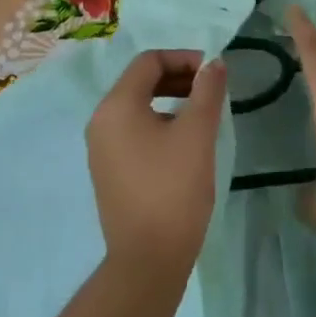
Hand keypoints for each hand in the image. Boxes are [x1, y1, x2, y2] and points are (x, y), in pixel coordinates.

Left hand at [86, 49, 227, 278]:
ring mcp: (101, 148)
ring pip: (137, 107)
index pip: (149, 61)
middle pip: (140, 81)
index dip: (184, 58)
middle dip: (178, 78)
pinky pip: (133, 131)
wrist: (148, 258)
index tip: (214, 73)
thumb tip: (214, 63)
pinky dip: (158, 123)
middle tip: (211, 91)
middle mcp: (101, 121)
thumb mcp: (197, 134)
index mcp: (116, 106)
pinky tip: (183, 142)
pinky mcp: (108, 170)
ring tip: (202, 114)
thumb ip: (207, 91)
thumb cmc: (174, 189)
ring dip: (170, 100)